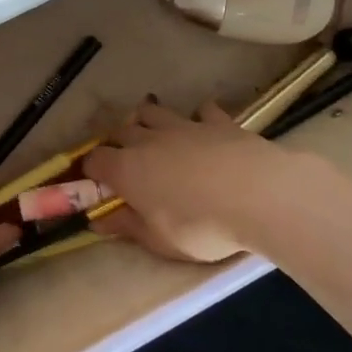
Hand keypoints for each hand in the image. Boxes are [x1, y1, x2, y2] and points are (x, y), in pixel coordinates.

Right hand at [83, 101, 305, 262]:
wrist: (260, 196)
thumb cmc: (201, 226)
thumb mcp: (159, 240)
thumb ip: (127, 227)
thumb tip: (99, 221)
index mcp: (127, 169)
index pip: (95, 160)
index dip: (91, 171)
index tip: (97, 184)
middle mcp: (148, 140)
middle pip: (121, 130)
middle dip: (118, 143)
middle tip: (127, 163)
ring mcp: (184, 126)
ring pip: (153, 111)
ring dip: (148, 121)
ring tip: (156, 138)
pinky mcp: (218, 121)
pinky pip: (202, 110)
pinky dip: (198, 118)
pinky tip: (205, 129)